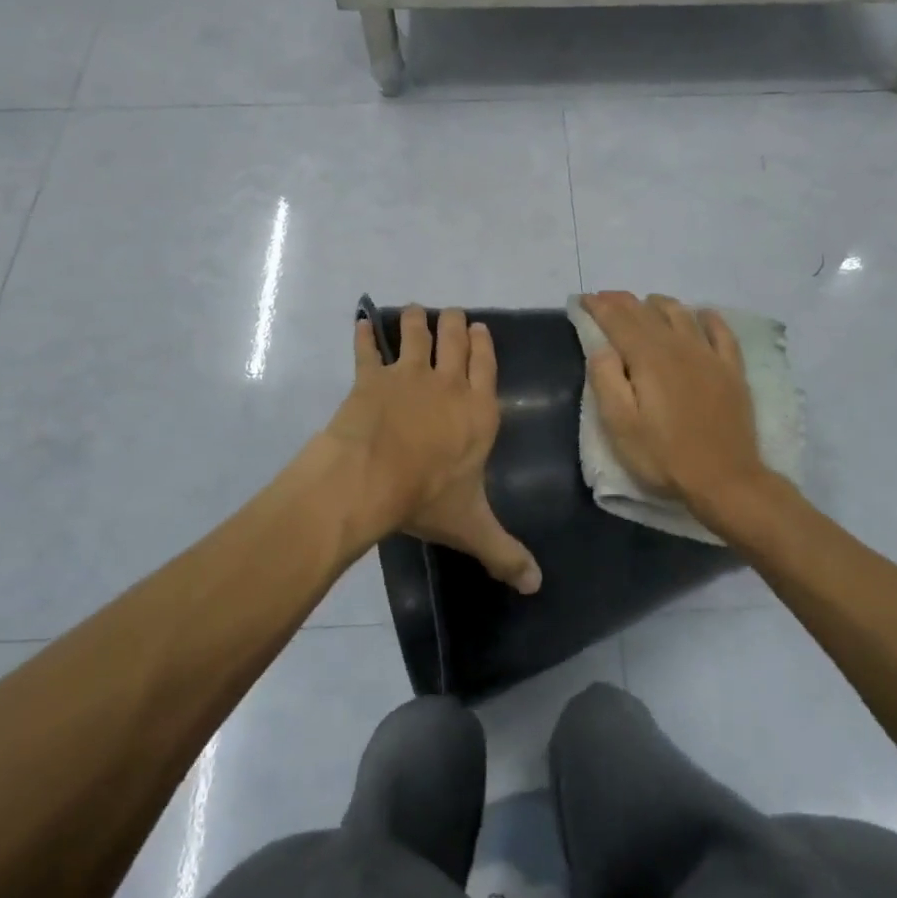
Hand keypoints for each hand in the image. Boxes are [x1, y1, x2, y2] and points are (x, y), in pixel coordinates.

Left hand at [322, 306, 541, 593]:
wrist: (370, 478)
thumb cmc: (428, 497)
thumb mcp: (472, 527)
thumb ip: (505, 553)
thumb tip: (537, 586)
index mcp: (478, 410)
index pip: (486, 365)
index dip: (483, 344)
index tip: (479, 327)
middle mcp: (448, 383)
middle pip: (454, 339)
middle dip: (454, 323)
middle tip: (451, 315)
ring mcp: (407, 374)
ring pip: (414, 332)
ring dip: (415, 319)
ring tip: (414, 311)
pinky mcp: (370, 377)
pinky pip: (366, 349)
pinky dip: (363, 335)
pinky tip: (360, 323)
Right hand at [583, 291, 770, 513]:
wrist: (725, 480)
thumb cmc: (664, 457)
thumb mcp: (620, 426)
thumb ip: (606, 380)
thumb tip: (601, 347)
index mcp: (648, 358)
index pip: (618, 321)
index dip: (599, 307)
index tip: (583, 299)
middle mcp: (679, 346)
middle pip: (646, 313)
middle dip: (622, 302)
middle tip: (605, 298)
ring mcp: (709, 356)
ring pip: (681, 314)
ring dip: (659, 304)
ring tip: (645, 303)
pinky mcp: (732, 370)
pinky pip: (721, 332)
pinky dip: (708, 317)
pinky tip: (702, 314)